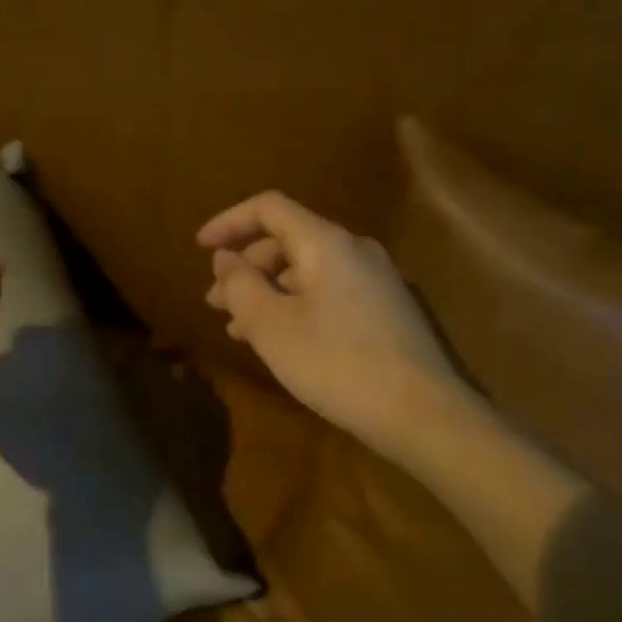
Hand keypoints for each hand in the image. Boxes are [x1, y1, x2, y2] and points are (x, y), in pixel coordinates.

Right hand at [199, 192, 472, 462]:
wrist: (422, 413)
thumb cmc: (337, 364)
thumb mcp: (272, 327)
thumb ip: (241, 285)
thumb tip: (226, 259)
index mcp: (326, 243)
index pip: (269, 208)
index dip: (229, 222)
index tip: (199, 248)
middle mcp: (354, 250)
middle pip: (287, 241)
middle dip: (246, 268)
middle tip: (216, 304)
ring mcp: (375, 279)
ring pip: (307, 271)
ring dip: (268, 292)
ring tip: (240, 329)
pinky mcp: (385, 308)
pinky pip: (328, 291)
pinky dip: (296, 305)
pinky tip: (281, 340)